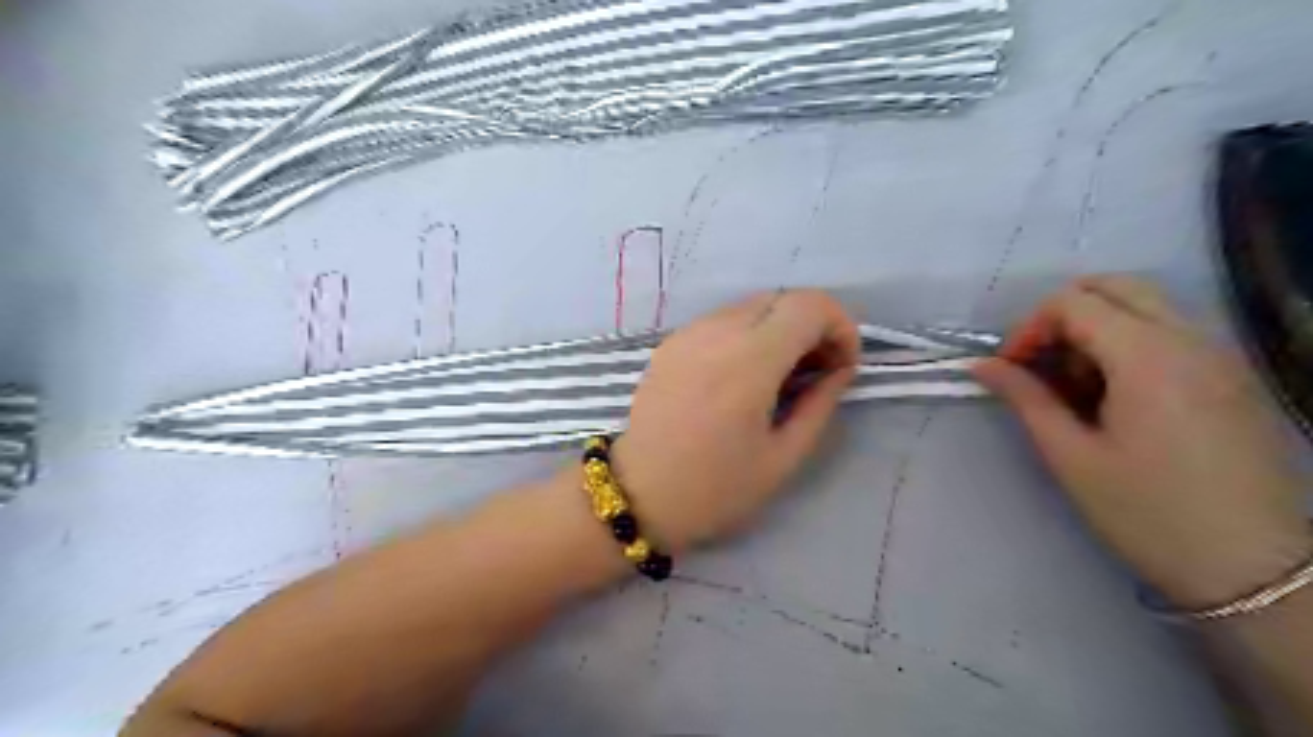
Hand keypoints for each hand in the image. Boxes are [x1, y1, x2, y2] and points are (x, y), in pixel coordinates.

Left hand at [614, 290, 863, 556]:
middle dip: (812, 325)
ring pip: (751, 306)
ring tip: (782, 375)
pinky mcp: (670, 343)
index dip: (840, 326)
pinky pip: (721, 320)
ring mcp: (688, 334)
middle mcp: (716, 333)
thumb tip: (840, 370)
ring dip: (779, 328)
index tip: (843, 365)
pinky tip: (744, 375)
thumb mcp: (783, 458)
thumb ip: (819, 405)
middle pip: (782, 298)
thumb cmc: (715, 488)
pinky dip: (748, 333)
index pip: (809, 306)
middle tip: (817, 370)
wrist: (637, 495)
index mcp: (749, 361)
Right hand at [978, 275, 1306, 609]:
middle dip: (1063, 315)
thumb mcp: (1071, 457)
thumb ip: (1025, 399)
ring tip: (1075, 384)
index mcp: (1148, 357)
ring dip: (1096, 327)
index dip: (1029, 328)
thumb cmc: (1149, 513)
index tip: (1011, 369)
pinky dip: (1129, 341)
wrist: (1255, 568)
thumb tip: (983, 366)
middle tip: (1040, 363)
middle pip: (1114, 287)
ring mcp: (1220, 355)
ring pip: (1145, 305)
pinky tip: (1115, 395)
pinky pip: (1171, 331)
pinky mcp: (1233, 376)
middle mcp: (1191, 340)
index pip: (1073, 302)